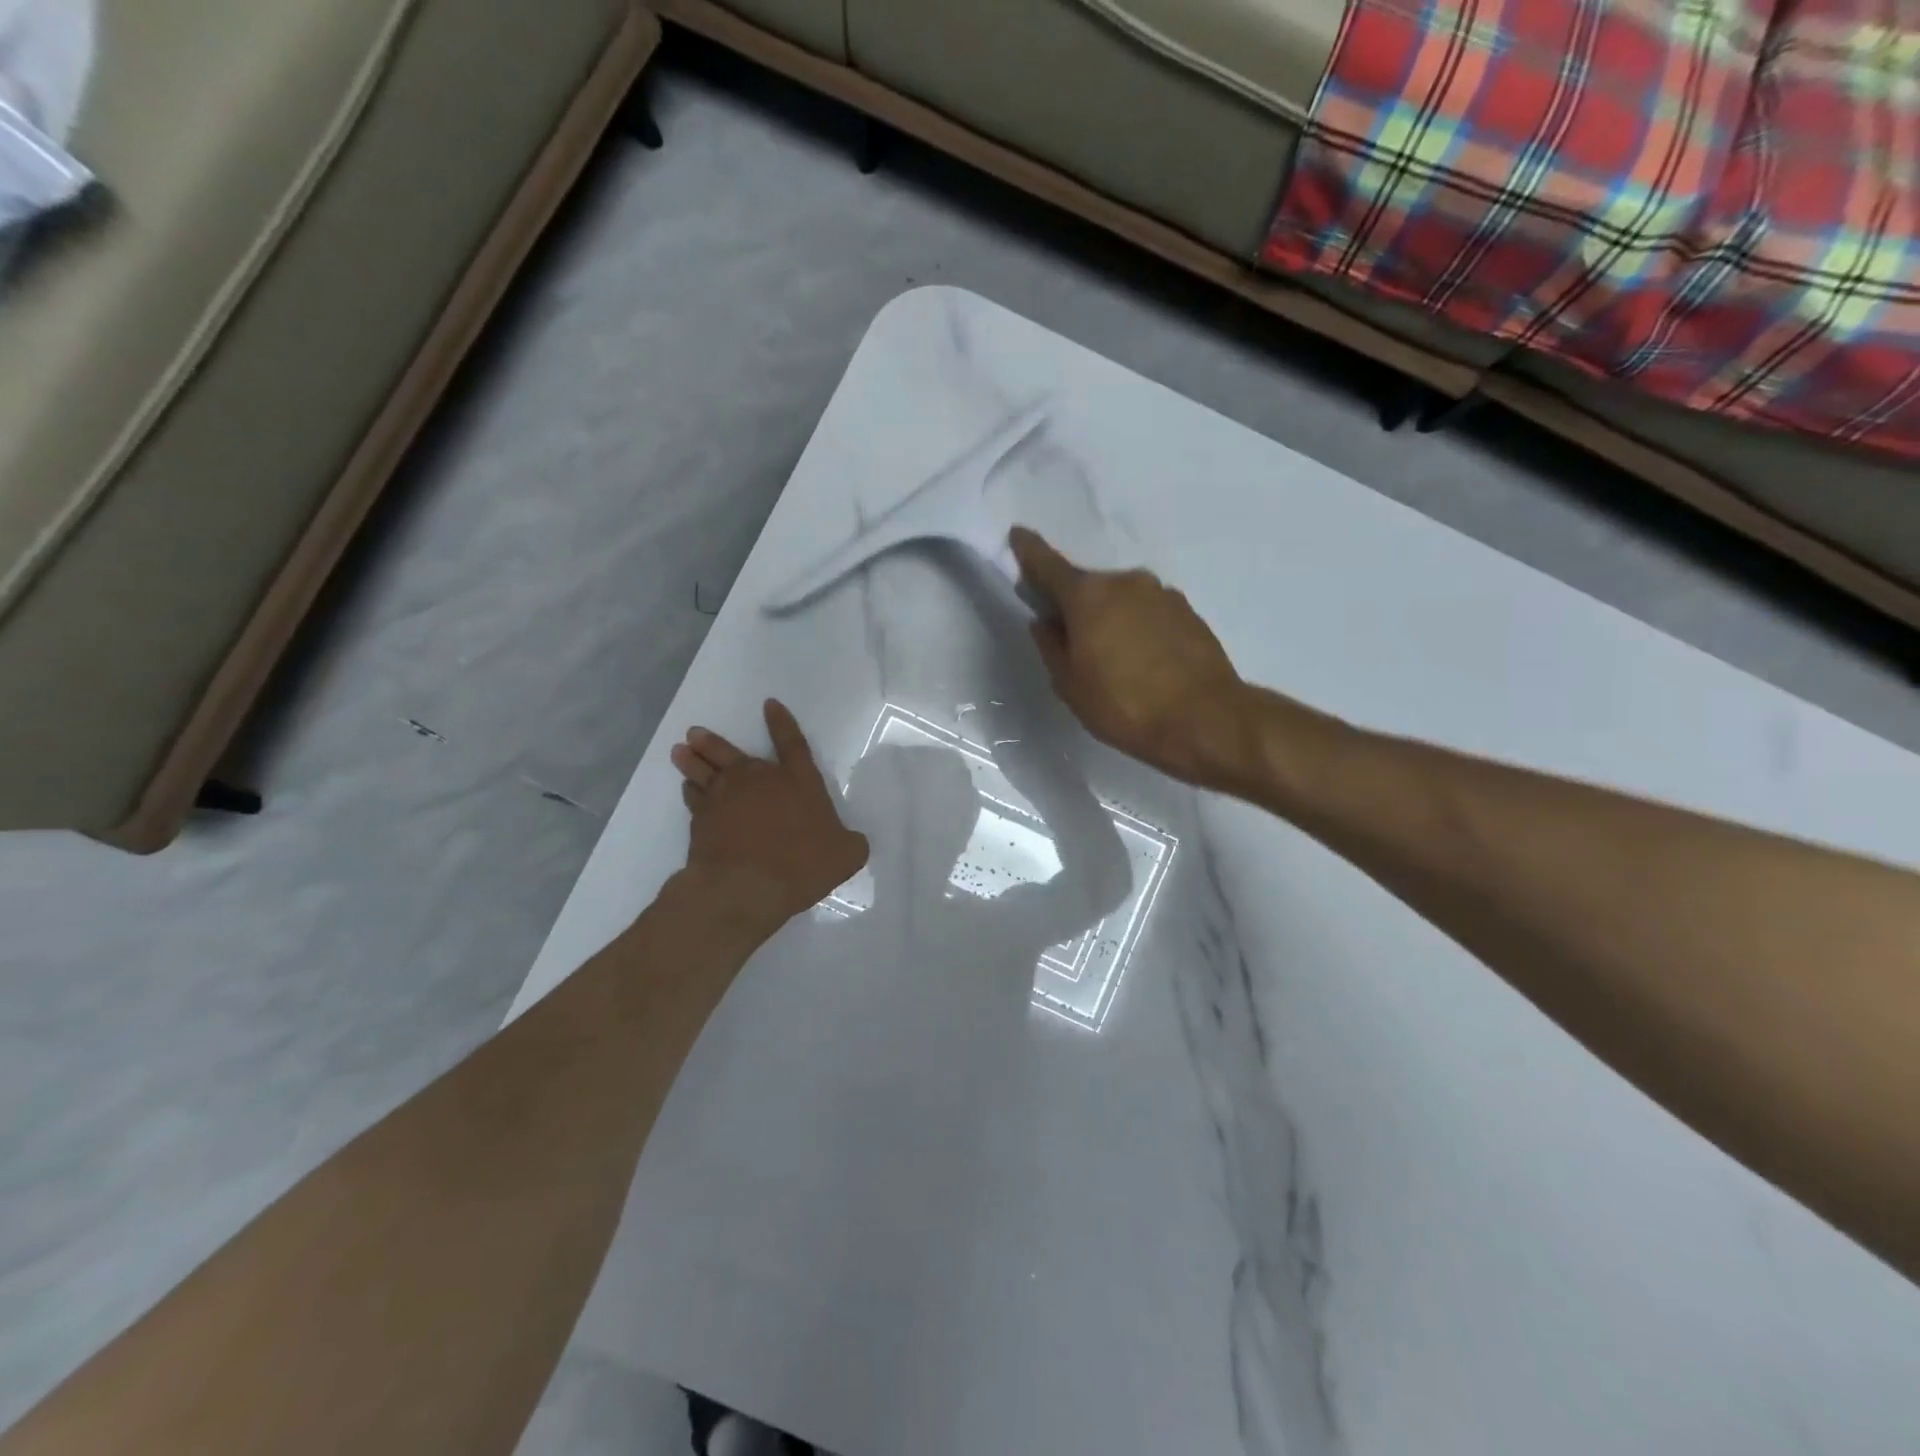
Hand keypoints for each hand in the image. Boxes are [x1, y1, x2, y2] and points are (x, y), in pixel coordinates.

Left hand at [670, 700, 869, 933]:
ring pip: (704, 772)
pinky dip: (689, 792)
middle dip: (714, 742)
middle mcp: (759, 780)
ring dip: (692, 761)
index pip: (792, 743)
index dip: (782, 723)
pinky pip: (693, 799)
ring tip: (680, 751)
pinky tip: (686, 789)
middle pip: (732, 753)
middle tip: (694, 732)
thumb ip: (850, 842)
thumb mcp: (846, 855)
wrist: (745, 886)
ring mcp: (725, 798)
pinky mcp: (701, 820)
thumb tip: (852, 842)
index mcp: (798, 781)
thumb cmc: (802, 865)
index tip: (769, 704)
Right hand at [1010, 527, 1247, 785]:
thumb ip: (1051, 648)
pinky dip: (1137, 627)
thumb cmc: (1125, 706)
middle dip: (1075, 605)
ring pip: (1121, 599)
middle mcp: (1125, 583)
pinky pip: (1148, 612)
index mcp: (1088, 596)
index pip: (1048, 565)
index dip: (1029, 551)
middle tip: (1071, 641)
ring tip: (1112, 659)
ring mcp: (1161, 593)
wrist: (1206, 719)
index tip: (1017, 534)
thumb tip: (1045, 622)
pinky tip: (1142, 661)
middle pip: (1088, 587)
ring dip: (1110, 618)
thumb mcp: (1071, 686)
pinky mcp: (1187, 611)